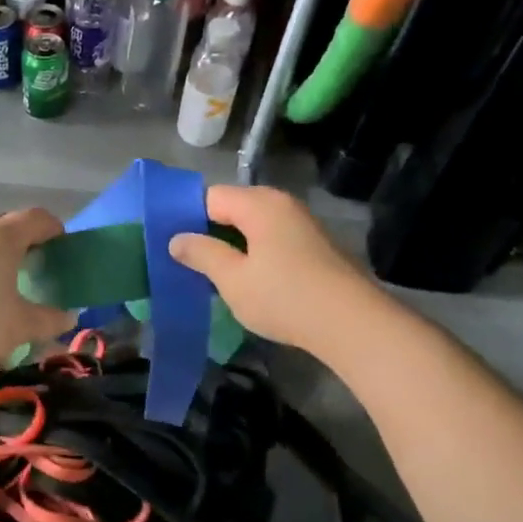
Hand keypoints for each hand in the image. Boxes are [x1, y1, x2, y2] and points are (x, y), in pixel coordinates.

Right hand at [168, 185, 381, 355]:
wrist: (353, 324)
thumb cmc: (284, 297)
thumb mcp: (232, 278)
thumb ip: (201, 254)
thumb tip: (176, 239)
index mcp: (259, 204)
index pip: (209, 197)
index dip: (186, 217)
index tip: (169, 244)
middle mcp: (282, 205)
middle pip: (232, 209)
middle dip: (208, 233)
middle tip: (186, 262)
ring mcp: (302, 225)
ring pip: (252, 227)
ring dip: (231, 247)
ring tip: (211, 275)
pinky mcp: (314, 248)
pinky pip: (271, 241)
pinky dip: (253, 255)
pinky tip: (246, 282)